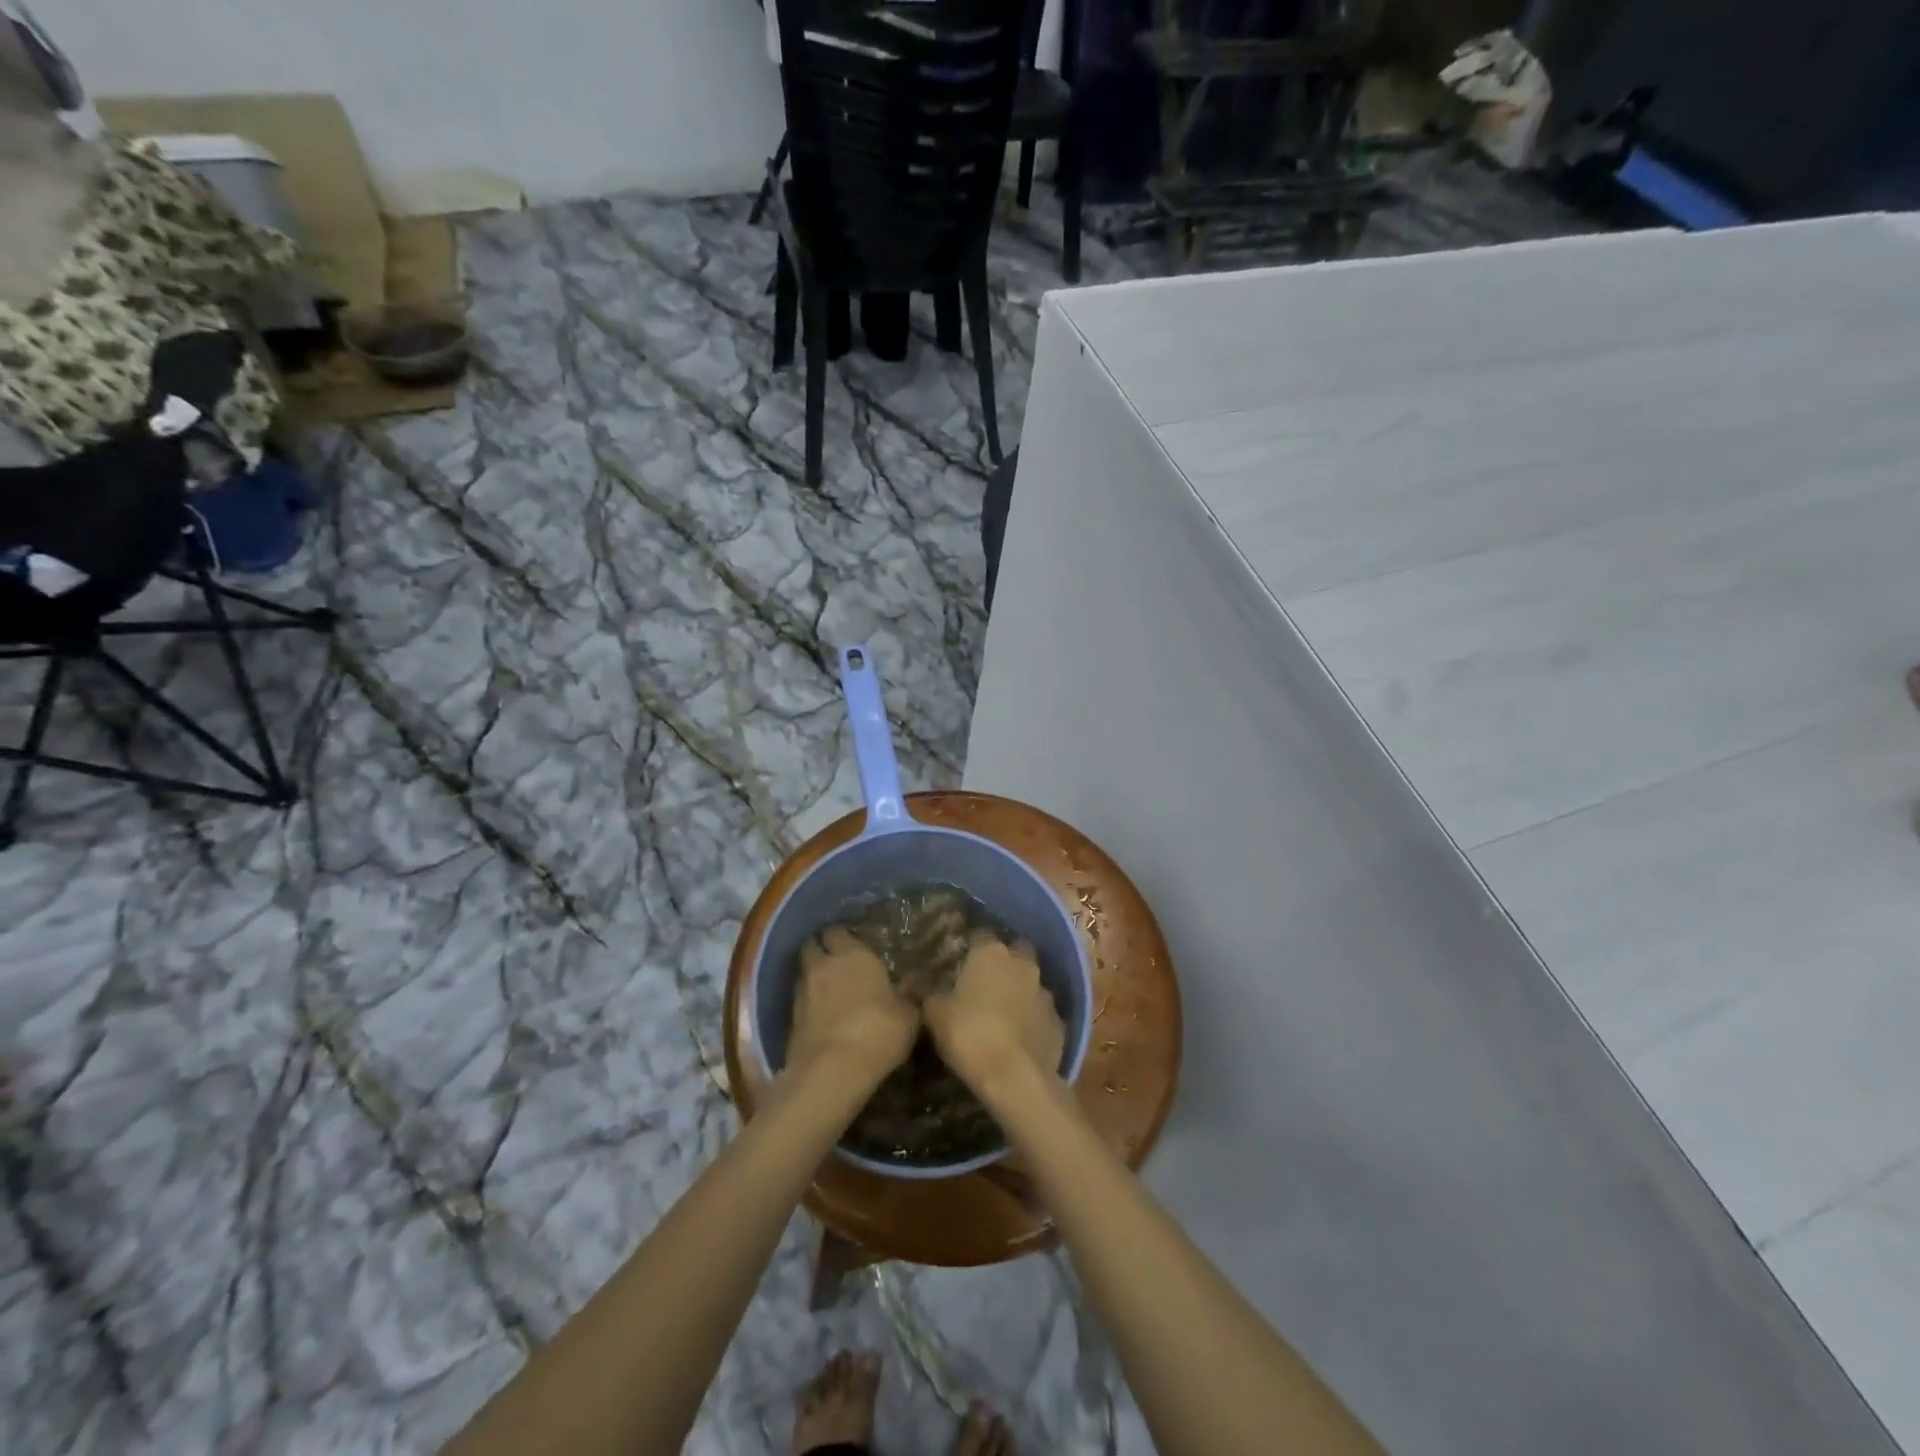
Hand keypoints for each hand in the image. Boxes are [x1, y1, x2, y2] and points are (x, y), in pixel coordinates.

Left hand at [788, 927, 918, 1081]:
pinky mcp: (789, 1020)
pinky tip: (823, 1018)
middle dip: (821, 952)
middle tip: (837, 963)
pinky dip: (809, 1006)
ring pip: (803, 975)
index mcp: (852, 954)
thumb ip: (908, 996)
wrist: (832, 1071)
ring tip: (830, 992)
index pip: (838, 932)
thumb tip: (911, 986)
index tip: (853, 945)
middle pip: (812, 947)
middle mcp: (823, 966)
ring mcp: (802, 992)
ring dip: (813, 979)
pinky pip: (800, 1003)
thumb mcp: (908, 1015)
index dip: (842, 938)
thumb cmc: (878, 1031)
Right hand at [925, 932, 1064, 1092]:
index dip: (971, 949)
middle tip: (985, 985)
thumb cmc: (969, 1034)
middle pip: (1015, 953)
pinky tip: (1020, 1040)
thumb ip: (928, 992)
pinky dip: (1034, 1022)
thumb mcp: (935, 1013)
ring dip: (1021, 993)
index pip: (981, 936)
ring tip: (1003, 1015)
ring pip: (1032, 984)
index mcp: (991, 953)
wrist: (1014, 1077)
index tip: (961, 963)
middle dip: (1004, 964)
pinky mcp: (1059, 1022)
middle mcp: (1023, 964)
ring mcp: (1046, 993)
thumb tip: (916, 981)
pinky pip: (1043, 1015)